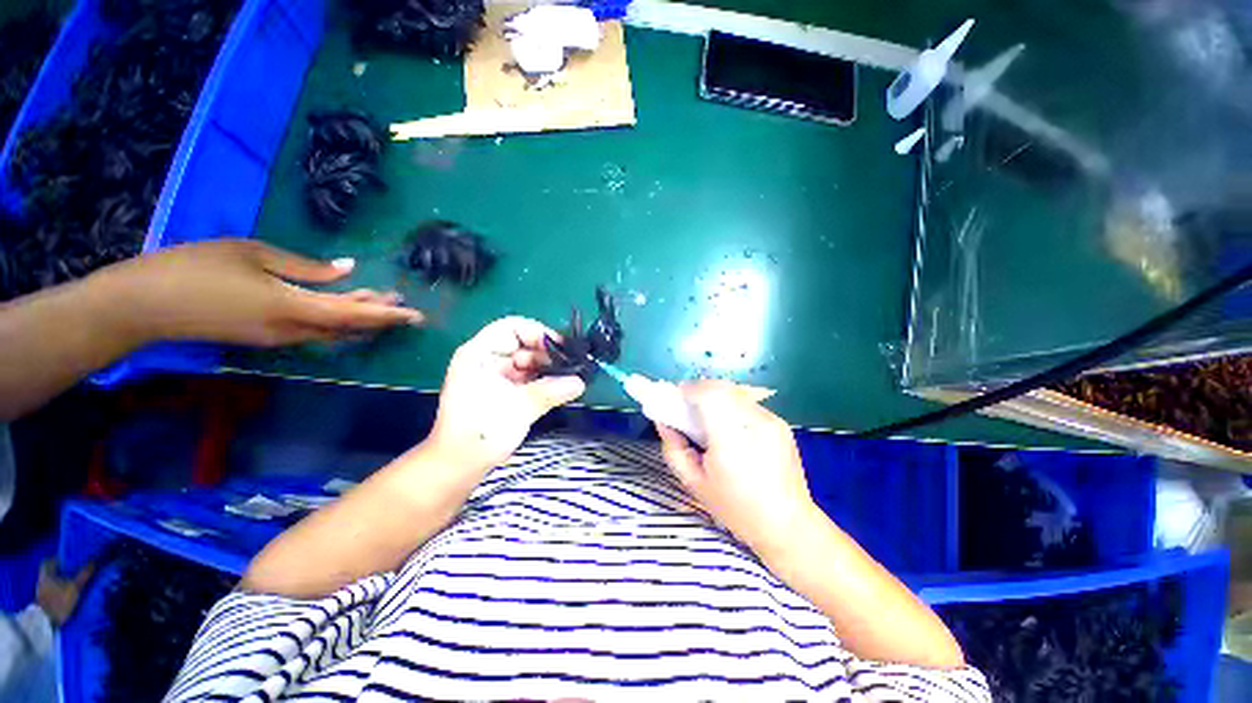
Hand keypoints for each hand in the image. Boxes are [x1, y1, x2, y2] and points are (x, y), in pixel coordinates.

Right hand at [94, 239, 422, 346]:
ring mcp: (278, 339)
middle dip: (380, 315)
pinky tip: (344, 305)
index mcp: (291, 308)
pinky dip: (337, 319)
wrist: (141, 306)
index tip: (415, 315)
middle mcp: (292, 331)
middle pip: (349, 326)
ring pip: (334, 330)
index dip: (387, 315)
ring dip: (360, 317)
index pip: (354, 315)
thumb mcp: (252, 254)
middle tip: (403, 304)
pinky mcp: (266, 339)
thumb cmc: (194, 269)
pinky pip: (314, 331)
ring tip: (382, 300)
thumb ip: (304, 267)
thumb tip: (346, 269)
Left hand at [428, 317, 585, 472]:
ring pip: (529, 362)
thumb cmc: (480, 433)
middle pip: (523, 344)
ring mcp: (495, 375)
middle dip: (548, 355)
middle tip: (573, 367)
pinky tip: (560, 388)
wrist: (458, 467)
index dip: (539, 334)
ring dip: (549, 369)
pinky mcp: (503, 390)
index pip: (512, 327)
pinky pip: (528, 378)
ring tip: (571, 378)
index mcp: (480, 354)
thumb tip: (580, 382)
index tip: (562, 349)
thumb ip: (550, 391)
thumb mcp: (518, 408)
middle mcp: (487, 360)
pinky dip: (543, 381)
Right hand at [657, 380, 818, 556]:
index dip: (690, 389)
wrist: (787, 524)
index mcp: (731, 440)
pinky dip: (731, 405)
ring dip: (716, 396)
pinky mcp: (781, 423)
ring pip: (735, 392)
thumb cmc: (735, 508)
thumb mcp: (693, 483)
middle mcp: (755, 423)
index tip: (676, 397)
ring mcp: (772, 420)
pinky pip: (748, 404)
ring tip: (706, 416)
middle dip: (700, 389)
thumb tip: (663, 421)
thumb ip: (673, 448)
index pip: (709, 395)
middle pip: (722, 387)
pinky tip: (729, 426)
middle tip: (687, 406)